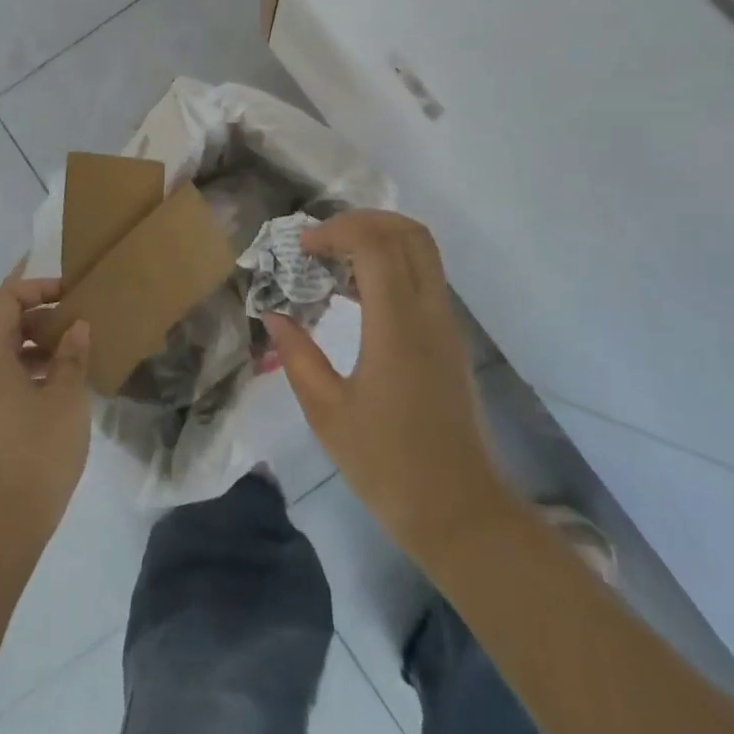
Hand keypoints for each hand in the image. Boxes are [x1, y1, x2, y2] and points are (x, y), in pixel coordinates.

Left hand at [0, 276, 91, 543]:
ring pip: (1, 352)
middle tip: (76, 322)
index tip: (68, 293)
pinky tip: (57, 386)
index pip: (4, 300)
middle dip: (38, 316)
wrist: (4, 521)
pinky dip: (26, 370)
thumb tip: (77, 326)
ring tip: (72, 354)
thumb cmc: (37, 450)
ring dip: (35, 345)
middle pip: (0, 324)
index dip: (35, 287)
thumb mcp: (65, 397)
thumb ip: (72, 354)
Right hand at [263, 211, 499, 562]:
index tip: (301, 247)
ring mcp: (446, 325)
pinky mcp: (450, 340)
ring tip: (331, 262)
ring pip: (422, 252)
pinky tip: (354, 293)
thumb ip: (297, 356)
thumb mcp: (327, 412)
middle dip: (362, 221)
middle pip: (410, 233)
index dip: (336, 230)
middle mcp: (430, 314)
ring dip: (378, 241)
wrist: (459, 512)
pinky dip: (390, 266)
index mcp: (398, 327)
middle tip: (321, 240)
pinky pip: (424, 279)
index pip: (376, 245)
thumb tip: (274, 316)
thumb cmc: (387, 465)